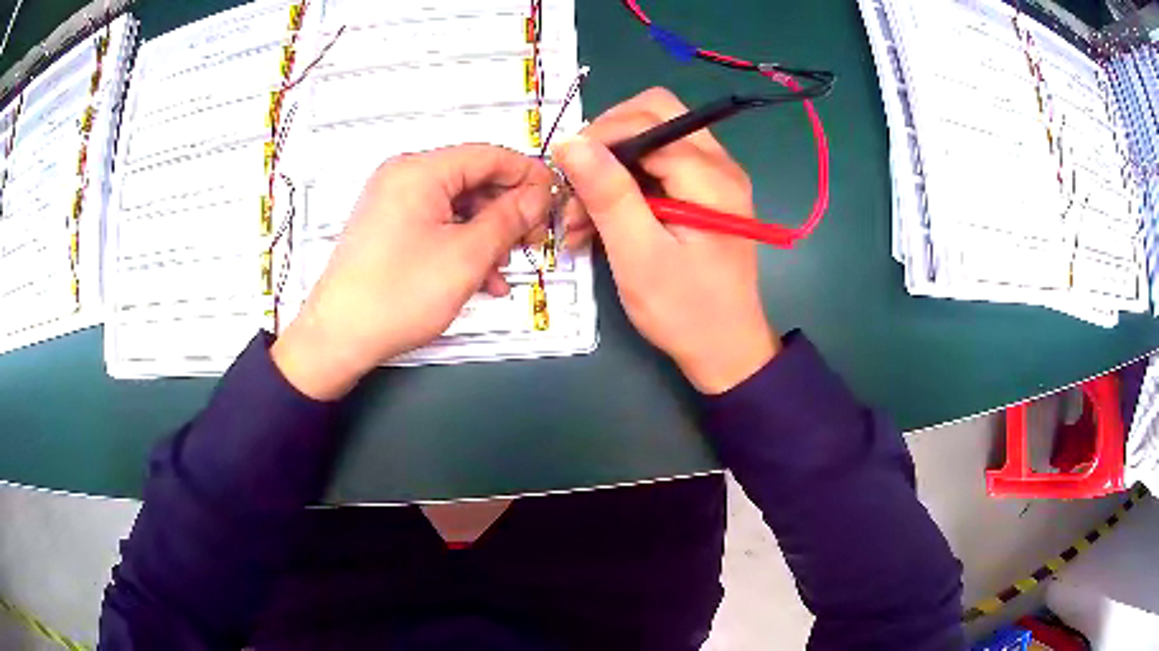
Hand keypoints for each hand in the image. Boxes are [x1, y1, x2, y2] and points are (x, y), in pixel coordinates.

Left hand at [272, 144, 552, 399]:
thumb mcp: (465, 256)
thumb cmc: (396, 296)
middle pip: (473, 179)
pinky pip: (437, 224)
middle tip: (532, 239)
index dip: (527, 175)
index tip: (553, 200)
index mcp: (419, 171)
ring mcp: (393, 202)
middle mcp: (403, 177)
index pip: (489, 155)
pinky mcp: (388, 227)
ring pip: (457, 206)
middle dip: (508, 210)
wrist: (338, 338)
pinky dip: (462, 244)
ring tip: (505, 267)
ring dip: (487, 233)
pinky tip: (481, 276)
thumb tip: (536, 196)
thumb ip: (508, 219)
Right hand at [553, 88, 777, 393]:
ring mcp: (715, 178)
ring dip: (612, 168)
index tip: (563, 172)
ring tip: (579, 219)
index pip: (648, 120)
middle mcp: (720, 165)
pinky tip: (599, 223)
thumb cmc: (685, 311)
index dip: (600, 136)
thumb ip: (608, 194)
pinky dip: (626, 185)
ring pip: (653, 140)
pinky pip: (660, 166)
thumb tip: (570, 142)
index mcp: (711, 176)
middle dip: (606, 143)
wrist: (726, 351)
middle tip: (575, 185)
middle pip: (654, 115)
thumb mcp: (639, 255)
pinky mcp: (705, 195)